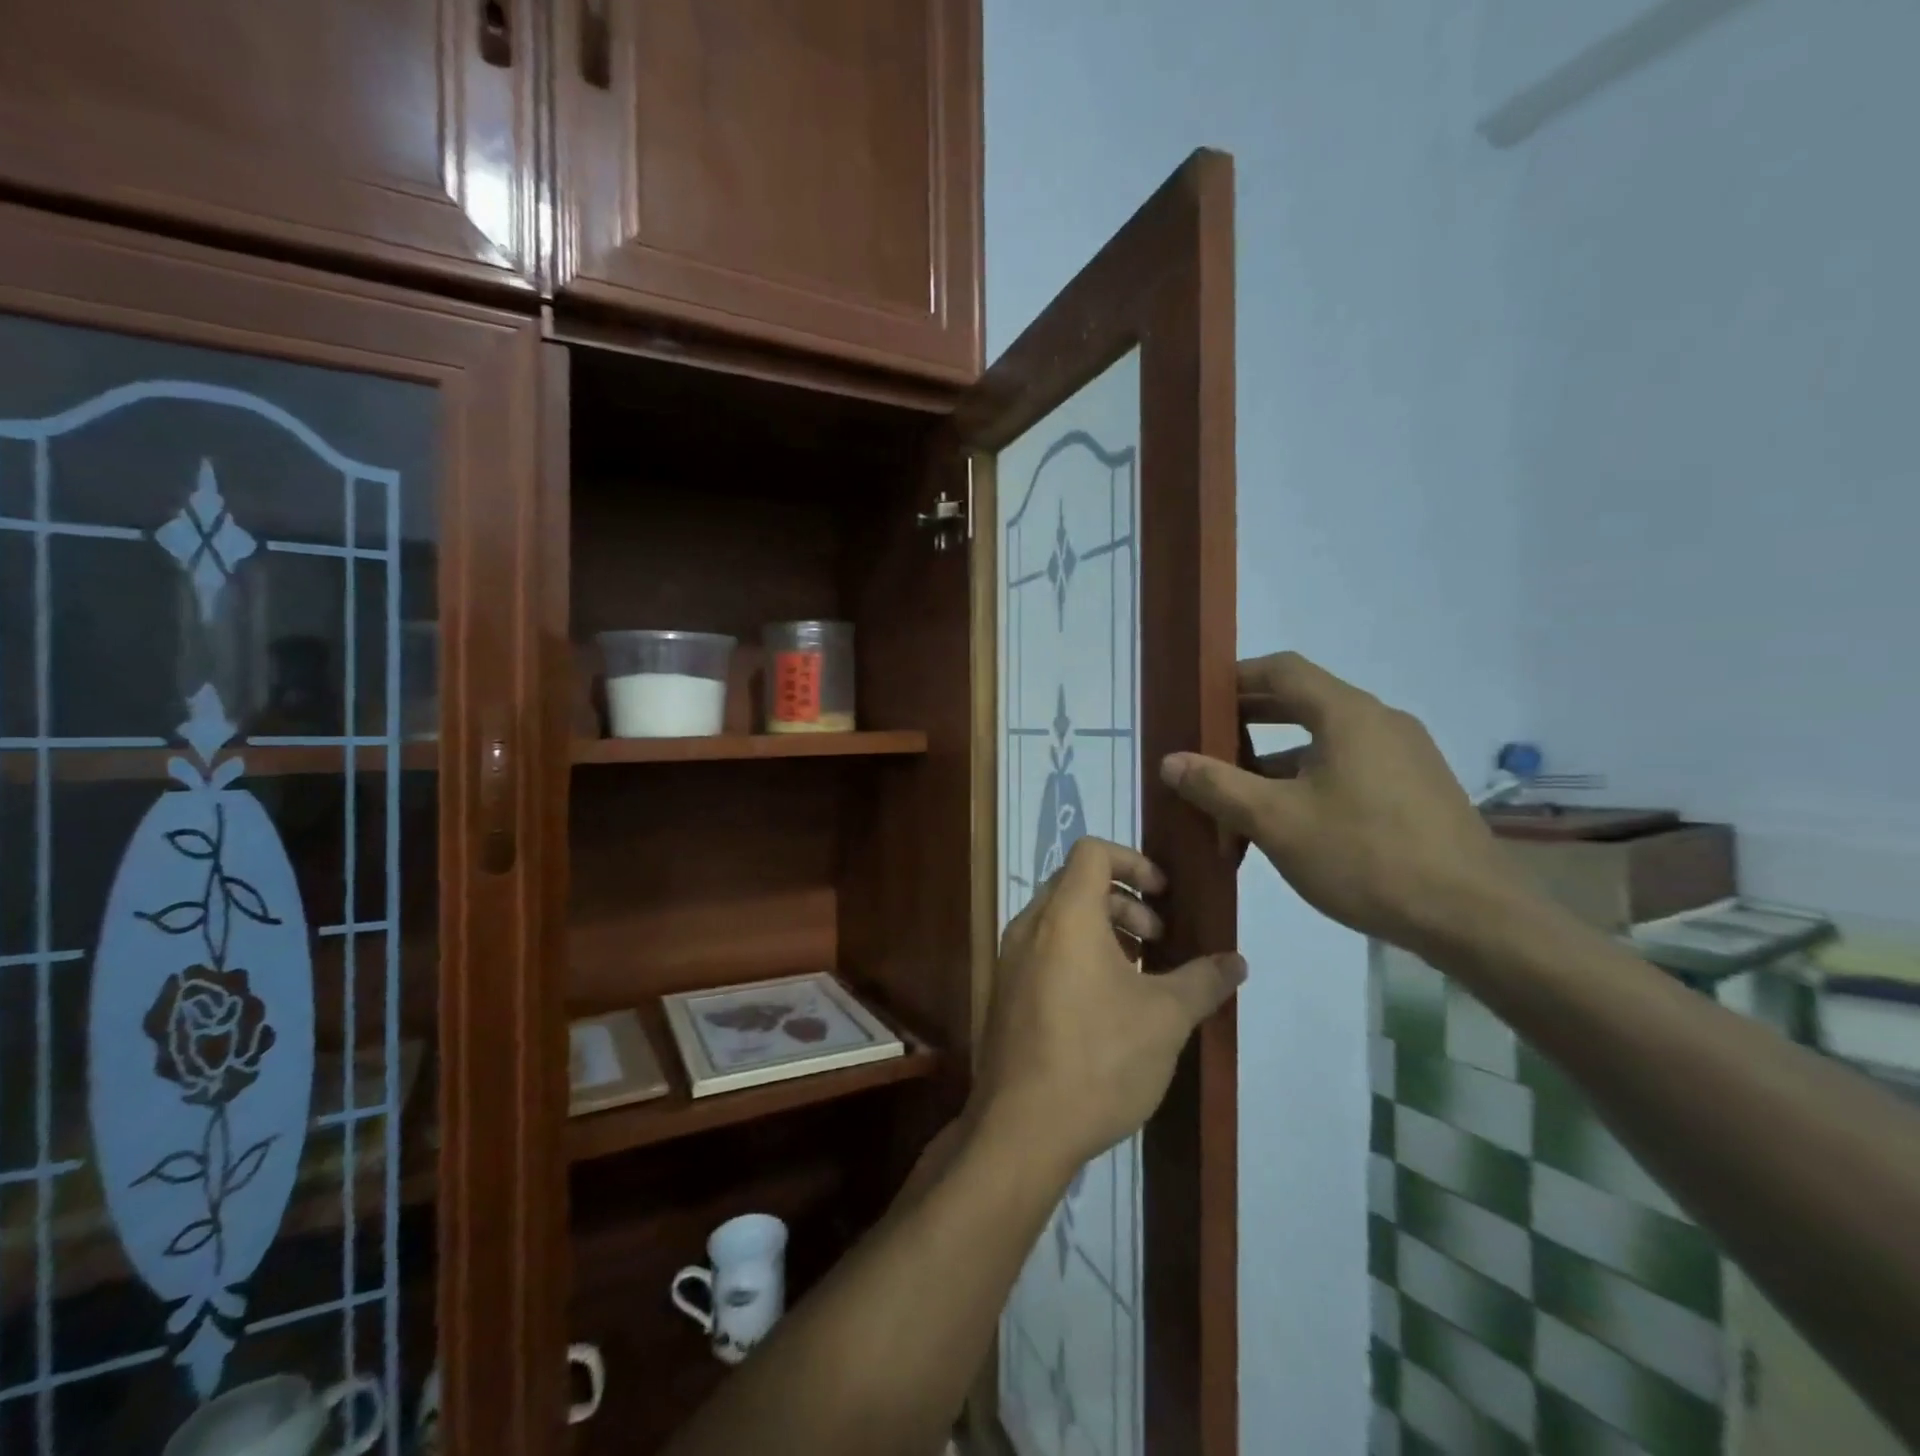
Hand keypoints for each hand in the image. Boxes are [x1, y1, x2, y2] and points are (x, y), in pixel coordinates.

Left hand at [971, 837, 1245, 1178]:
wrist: (1023, 1127)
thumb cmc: (1100, 1058)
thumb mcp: (1166, 1018)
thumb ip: (1203, 981)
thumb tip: (1237, 962)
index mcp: (1066, 915)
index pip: (1092, 851)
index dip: (1133, 860)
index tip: (1164, 895)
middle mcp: (1030, 926)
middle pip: (1077, 883)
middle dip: (1124, 900)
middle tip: (1158, 940)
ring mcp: (1011, 959)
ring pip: (1060, 918)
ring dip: (1103, 929)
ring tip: (1139, 972)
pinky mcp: (1005, 991)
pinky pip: (1044, 949)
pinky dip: (1078, 953)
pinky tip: (1107, 1003)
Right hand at [1161, 652, 1519, 954]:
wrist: (1474, 918)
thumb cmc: (1365, 856)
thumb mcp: (1276, 822)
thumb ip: (1217, 786)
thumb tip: (1170, 760)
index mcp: (1348, 714)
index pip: (1282, 670)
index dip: (1236, 676)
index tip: (1199, 697)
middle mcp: (1380, 722)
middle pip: (1303, 703)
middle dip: (1250, 720)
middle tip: (1207, 743)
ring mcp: (1405, 757)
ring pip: (1325, 741)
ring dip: (1277, 758)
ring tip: (1238, 793)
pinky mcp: (1417, 791)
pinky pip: (1350, 768)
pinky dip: (1309, 780)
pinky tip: (1289, 821)